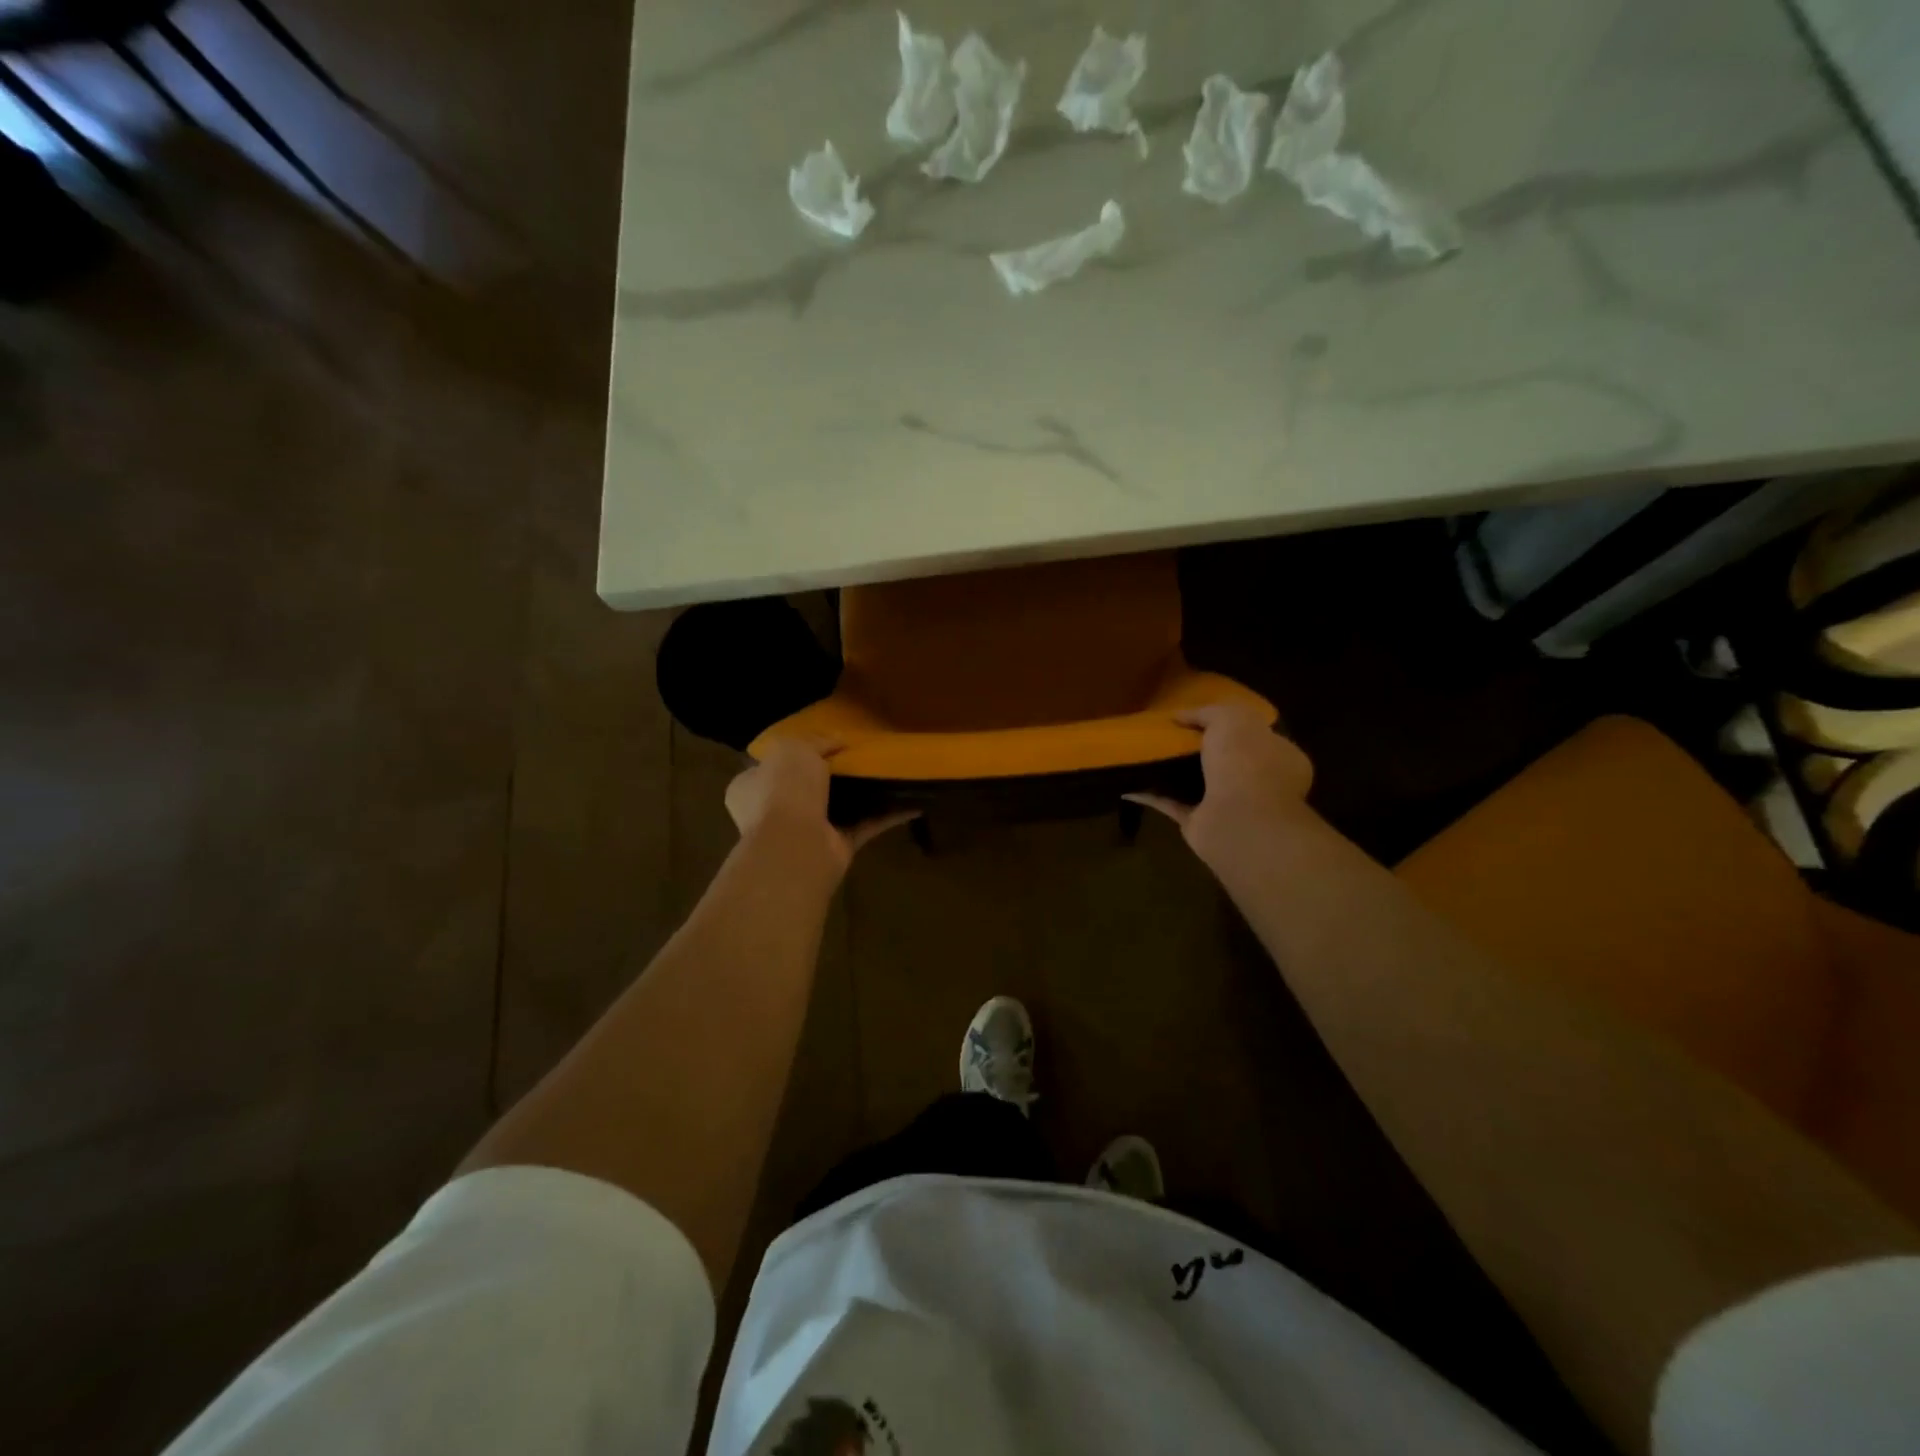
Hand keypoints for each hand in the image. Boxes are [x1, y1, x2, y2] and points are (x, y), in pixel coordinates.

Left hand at [725, 738, 915, 876]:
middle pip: (807, 787)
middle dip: (832, 775)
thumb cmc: (784, 789)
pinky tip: (911, 802)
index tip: (824, 743)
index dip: (795, 754)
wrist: (796, 843)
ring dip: (861, 795)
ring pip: (838, 807)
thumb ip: (816, 741)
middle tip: (860, 754)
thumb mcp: (794, 748)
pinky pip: (865, 826)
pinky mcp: (836, 848)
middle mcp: (774, 811)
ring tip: (888, 772)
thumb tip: (838, 741)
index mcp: (750, 787)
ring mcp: (805, 832)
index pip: (770, 766)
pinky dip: (886, 816)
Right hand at [1127, 703, 1314, 864]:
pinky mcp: (1202, 825)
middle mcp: (1260, 783)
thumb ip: (1207, 712)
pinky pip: (1173, 805)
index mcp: (1279, 755)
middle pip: (1225, 761)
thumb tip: (1180, 716)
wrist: (1239, 820)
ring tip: (1146, 755)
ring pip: (1199, 784)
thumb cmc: (1247, 762)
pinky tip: (1130, 784)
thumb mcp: (1231, 718)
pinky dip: (1152, 796)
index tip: (1199, 718)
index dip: (1231, 725)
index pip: (1256, 735)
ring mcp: (1231, 806)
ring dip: (1175, 774)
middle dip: (1200, 750)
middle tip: (1169, 734)